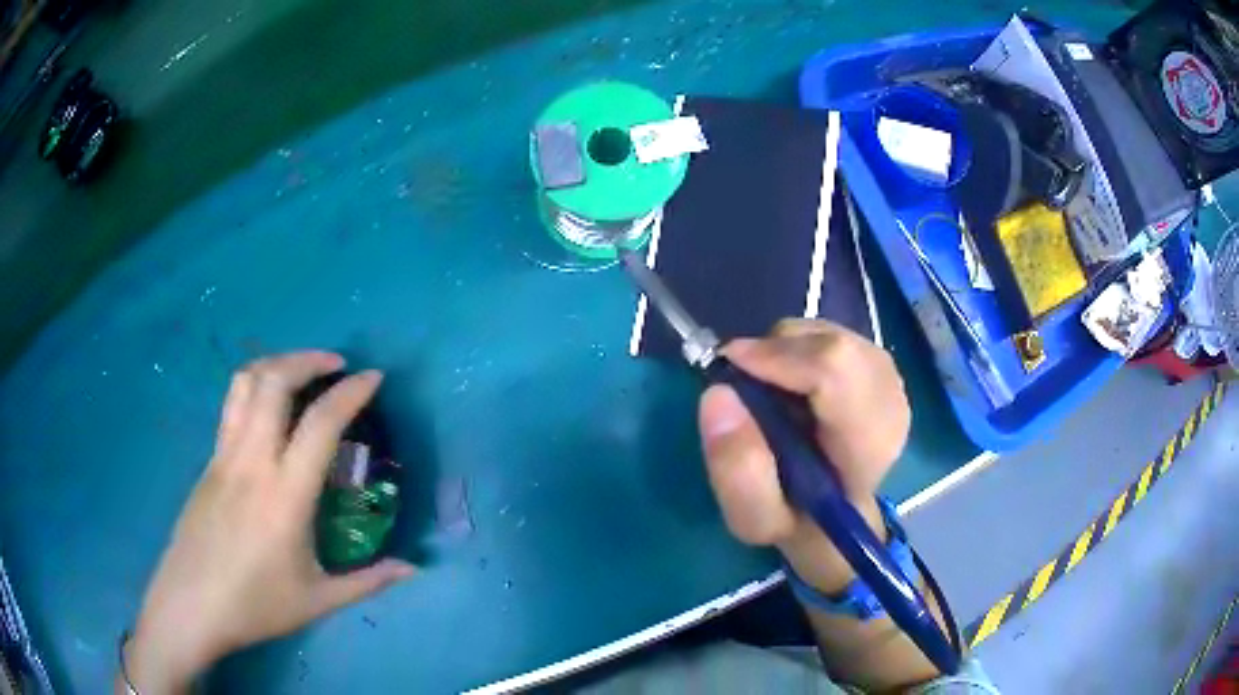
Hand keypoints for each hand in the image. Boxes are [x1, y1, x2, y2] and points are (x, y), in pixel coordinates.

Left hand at [122, 352, 415, 692]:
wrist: (190, 606)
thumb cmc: (255, 605)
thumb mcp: (317, 600)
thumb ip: (368, 581)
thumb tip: (413, 569)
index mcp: (284, 494)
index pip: (320, 423)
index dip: (351, 392)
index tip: (374, 377)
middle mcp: (252, 461)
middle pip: (273, 381)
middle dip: (308, 359)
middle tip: (335, 365)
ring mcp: (223, 457)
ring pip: (244, 383)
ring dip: (276, 364)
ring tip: (300, 372)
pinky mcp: (207, 463)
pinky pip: (232, 407)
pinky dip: (255, 388)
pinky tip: (269, 413)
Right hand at [697, 320, 909, 591]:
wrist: (835, 511)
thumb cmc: (795, 518)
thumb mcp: (754, 518)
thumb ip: (737, 470)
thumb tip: (718, 394)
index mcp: (867, 446)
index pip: (835, 371)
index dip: (778, 358)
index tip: (730, 368)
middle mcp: (889, 402)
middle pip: (831, 344)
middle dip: (775, 353)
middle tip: (744, 386)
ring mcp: (888, 377)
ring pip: (825, 333)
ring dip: (784, 351)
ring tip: (770, 393)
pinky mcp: (878, 361)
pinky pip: (828, 332)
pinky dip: (796, 347)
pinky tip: (793, 383)